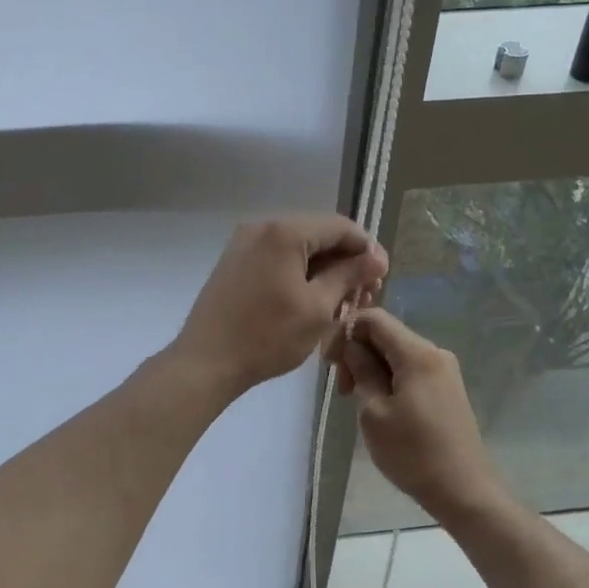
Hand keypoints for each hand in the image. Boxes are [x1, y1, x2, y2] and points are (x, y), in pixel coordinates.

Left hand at [172, 215, 387, 399]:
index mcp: (285, 231)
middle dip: (346, 262)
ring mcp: (244, 243)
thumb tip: (377, 258)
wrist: (206, 361)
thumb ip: (349, 276)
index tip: (382, 279)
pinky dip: (299, 273)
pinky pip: (277, 258)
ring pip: (298, 248)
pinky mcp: (235, 261)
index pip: (340, 227)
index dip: (366, 250)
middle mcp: (263, 226)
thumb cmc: (267, 336)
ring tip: (342, 303)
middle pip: (318, 234)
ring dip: (324, 270)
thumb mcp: (318, 308)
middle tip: (365, 296)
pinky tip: (312, 300)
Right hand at [326, 307, 505, 521]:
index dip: (345, 331)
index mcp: (417, 353)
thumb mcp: (374, 412)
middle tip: (343, 389)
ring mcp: (444, 370)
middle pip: (386, 334)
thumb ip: (361, 371)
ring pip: (397, 352)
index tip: (330, 364)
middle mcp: (434, 352)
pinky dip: (389, 377)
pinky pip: (410, 369)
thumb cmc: (413, 453)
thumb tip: (352, 346)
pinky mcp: (447, 388)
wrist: (464, 491)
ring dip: (372, 367)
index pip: (374, 318)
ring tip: (358, 401)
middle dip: (358, 352)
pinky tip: (380, 404)